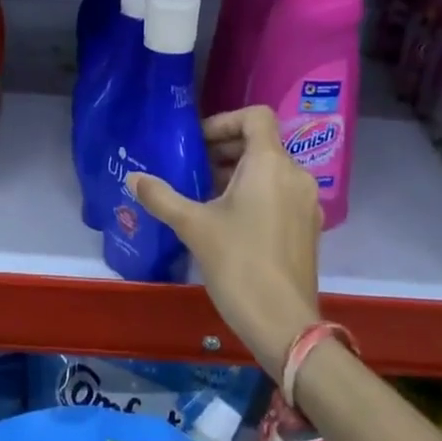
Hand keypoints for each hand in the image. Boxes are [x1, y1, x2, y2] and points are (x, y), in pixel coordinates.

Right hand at [127, 105, 321, 378]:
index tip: (198, 143)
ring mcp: (306, 203)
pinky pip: (280, 193)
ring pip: (270, 170)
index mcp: (270, 164)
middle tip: (193, 170)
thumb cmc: (238, 263)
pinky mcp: (308, 228)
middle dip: (225, 150)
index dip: (225, 121)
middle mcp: (295, 175)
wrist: (283, 324)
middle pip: (261, 143)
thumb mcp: (193, 226)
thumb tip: (132, 178)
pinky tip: (229, 222)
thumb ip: (161, 196)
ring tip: (205, 197)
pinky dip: (256, 194)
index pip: (256, 116)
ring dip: (238, 174)